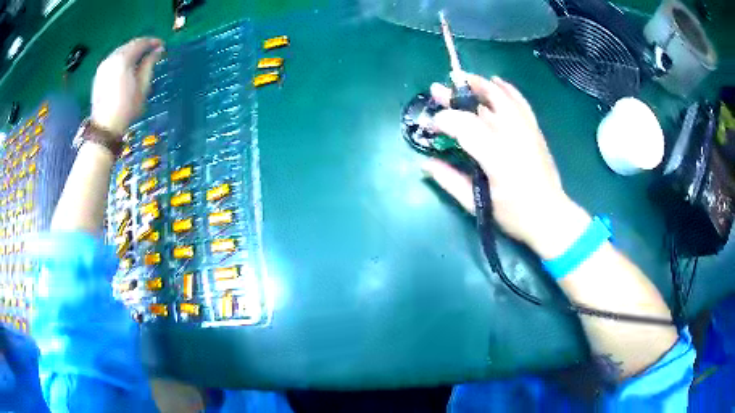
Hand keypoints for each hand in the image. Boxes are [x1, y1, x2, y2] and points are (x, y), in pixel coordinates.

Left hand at [91, 38, 164, 135]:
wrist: (104, 127)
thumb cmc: (126, 108)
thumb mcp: (143, 86)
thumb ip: (149, 64)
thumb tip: (157, 50)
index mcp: (124, 59)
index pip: (141, 43)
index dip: (153, 42)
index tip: (162, 45)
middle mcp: (112, 58)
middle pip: (129, 45)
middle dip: (142, 45)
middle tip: (152, 51)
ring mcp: (103, 66)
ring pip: (121, 51)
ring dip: (131, 51)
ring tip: (140, 58)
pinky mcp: (99, 74)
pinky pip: (114, 59)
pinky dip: (122, 58)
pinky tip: (128, 66)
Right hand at [423, 74, 582, 252]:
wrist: (550, 216)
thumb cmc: (514, 215)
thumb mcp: (478, 204)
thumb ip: (450, 181)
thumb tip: (425, 164)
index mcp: (496, 157)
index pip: (464, 127)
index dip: (444, 121)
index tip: (432, 126)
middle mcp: (512, 137)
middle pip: (480, 105)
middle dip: (456, 96)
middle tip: (437, 90)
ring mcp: (526, 130)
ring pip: (501, 97)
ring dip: (479, 85)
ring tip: (462, 79)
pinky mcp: (534, 130)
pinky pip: (520, 102)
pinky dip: (507, 89)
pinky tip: (497, 81)